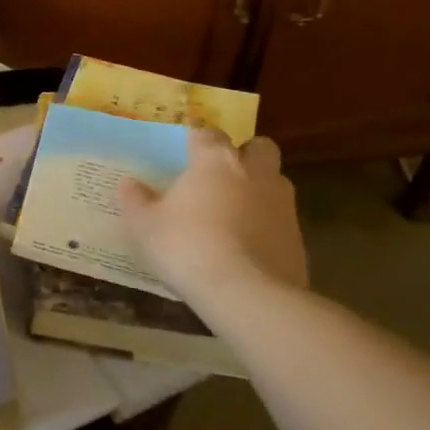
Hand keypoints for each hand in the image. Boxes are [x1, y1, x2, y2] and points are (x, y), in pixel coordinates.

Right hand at [119, 128, 307, 308]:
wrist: (247, 295)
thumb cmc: (187, 246)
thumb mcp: (144, 224)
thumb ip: (135, 199)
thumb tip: (130, 183)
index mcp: (215, 161)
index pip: (208, 133)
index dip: (196, 140)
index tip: (184, 151)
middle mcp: (254, 173)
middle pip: (258, 147)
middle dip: (244, 154)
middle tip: (221, 174)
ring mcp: (283, 206)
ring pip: (275, 183)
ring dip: (258, 189)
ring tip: (233, 213)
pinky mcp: (299, 240)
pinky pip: (280, 221)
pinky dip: (266, 226)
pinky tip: (246, 248)